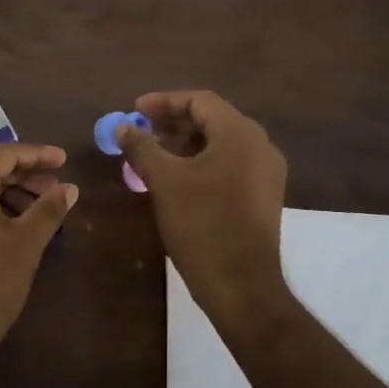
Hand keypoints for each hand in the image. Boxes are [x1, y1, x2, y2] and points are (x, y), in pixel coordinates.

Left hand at [0, 142, 76, 380]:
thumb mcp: (25, 244)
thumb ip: (48, 209)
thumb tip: (70, 188)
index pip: (5, 154)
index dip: (38, 156)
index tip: (65, 160)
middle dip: (25, 174)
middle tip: (57, 187)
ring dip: (8, 192)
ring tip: (42, 207)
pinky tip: (15, 224)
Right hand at [118, 91, 290, 335]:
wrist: (242, 287)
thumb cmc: (202, 225)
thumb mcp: (164, 181)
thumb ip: (142, 146)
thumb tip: (122, 127)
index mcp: (240, 134)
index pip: (200, 100)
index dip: (163, 101)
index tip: (134, 111)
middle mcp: (260, 146)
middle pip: (212, 119)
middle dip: (173, 121)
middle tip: (140, 131)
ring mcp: (266, 173)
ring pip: (221, 143)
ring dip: (185, 143)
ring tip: (152, 154)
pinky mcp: (264, 196)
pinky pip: (230, 164)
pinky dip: (201, 162)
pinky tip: (177, 178)